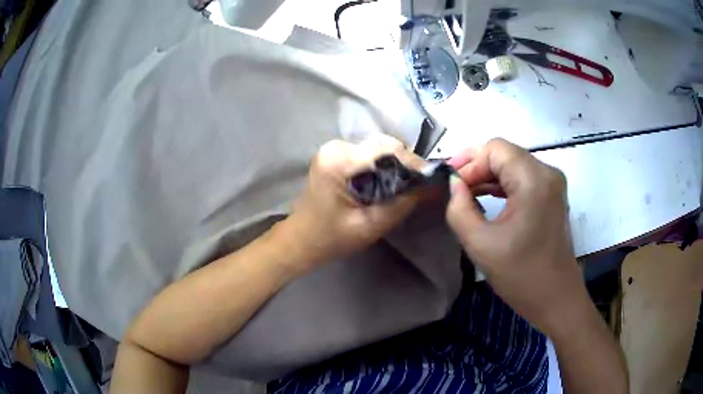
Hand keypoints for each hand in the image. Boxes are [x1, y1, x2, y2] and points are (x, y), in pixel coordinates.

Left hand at [279, 135, 425, 271]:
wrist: (301, 240)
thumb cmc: (331, 238)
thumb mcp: (371, 225)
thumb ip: (403, 203)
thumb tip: (433, 185)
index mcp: (340, 161)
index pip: (388, 150)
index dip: (413, 164)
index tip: (430, 181)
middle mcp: (337, 146)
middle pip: (385, 146)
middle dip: (406, 165)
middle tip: (418, 187)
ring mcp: (335, 148)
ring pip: (379, 149)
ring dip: (395, 166)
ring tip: (406, 188)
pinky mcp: (336, 155)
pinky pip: (369, 154)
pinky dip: (383, 167)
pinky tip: (387, 184)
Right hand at [446, 138, 588, 333]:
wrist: (556, 298)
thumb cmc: (521, 275)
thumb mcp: (480, 244)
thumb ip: (459, 208)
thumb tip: (454, 184)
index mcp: (533, 180)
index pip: (495, 149)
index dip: (469, 162)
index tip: (450, 184)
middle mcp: (547, 173)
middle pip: (505, 153)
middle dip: (477, 166)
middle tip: (454, 187)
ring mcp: (552, 184)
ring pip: (513, 164)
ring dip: (488, 175)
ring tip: (465, 193)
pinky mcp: (552, 196)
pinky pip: (523, 178)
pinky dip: (502, 184)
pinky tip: (485, 197)